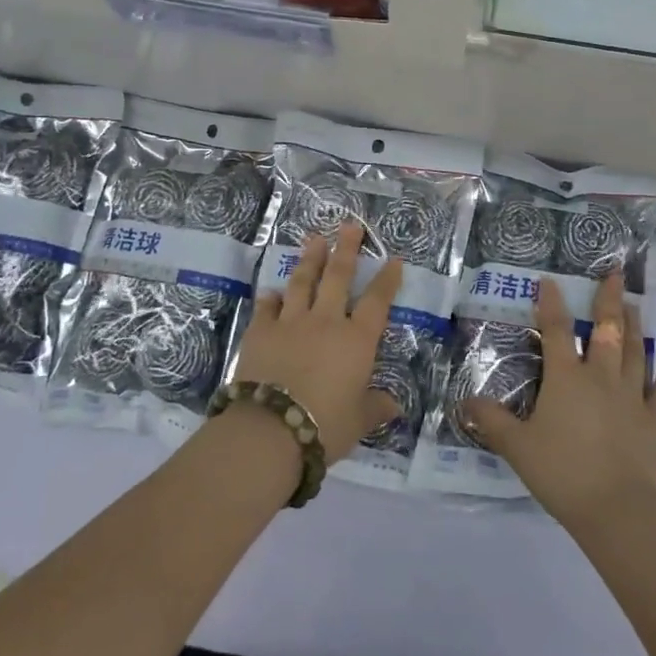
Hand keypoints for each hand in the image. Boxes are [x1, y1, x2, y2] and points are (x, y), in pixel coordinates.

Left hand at [232, 223, 403, 463]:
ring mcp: (291, 322)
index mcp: (356, 340)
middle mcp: (326, 322)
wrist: (270, 429)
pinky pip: (267, 307)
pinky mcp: (260, 331)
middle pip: (338, 277)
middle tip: (349, 226)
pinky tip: (272, 291)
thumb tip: (395, 406)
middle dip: (345, 249)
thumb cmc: (325, 425)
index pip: (377, 301)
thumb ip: (376, 408)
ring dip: (309, 259)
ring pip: (302, 282)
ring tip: (314, 239)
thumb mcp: (358, 421)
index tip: (393, 259)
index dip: (387, 279)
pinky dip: (271, 297)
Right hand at [462, 272, 655, 531]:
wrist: (617, 509)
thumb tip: (465, 402)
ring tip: (635, 305)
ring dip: (634, 326)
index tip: (551, 280)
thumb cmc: (562, 472)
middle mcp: (601, 378)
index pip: (557, 331)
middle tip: (616, 274)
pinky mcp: (654, 421)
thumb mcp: (517, 447)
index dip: (552, 304)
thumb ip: (492, 421)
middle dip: (609, 300)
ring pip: (634, 352)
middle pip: (607, 330)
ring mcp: (632, 397)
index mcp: (566, 379)